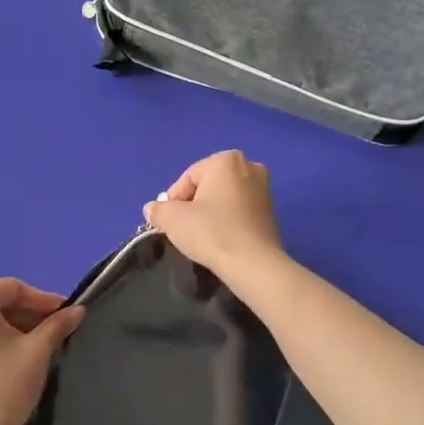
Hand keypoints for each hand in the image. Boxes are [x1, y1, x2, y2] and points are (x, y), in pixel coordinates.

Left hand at [0, 279, 83, 424]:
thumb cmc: (3, 387)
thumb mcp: (36, 352)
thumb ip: (57, 325)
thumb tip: (77, 310)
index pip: (11, 289)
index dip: (42, 300)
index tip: (65, 313)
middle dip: (24, 315)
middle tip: (51, 331)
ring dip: (5, 329)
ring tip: (31, 346)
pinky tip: (4, 359)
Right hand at [142, 150, 284, 280]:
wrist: (253, 264)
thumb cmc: (212, 232)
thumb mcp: (173, 219)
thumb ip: (158, 209)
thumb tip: (152, 209)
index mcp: (226, 160)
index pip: (188, 178)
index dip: (174, 201)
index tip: (171, 223)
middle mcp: (249, 166)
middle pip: (207, 186)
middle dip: (193, 205)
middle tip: (186, 229)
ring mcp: (264, 188)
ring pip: (223, 198)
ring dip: (210, 213)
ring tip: (203, 236)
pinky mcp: (271, 211)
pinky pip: (239, 211)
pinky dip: (227, 221)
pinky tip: (221, 239)